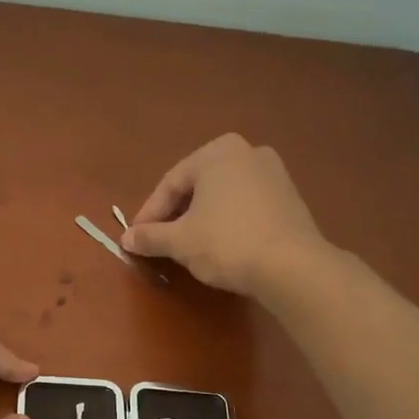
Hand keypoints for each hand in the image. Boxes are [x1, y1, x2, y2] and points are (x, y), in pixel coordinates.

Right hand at [122, 133, 332, 295]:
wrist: (292, 266)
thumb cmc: (227, 242)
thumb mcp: (179, 241)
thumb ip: (150, 236)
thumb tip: (126, 238)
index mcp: (217, 152)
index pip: (170, 184)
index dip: (149, 214)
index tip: (136, 239)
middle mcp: (247, 152)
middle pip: (197, 186)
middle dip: (175, 214)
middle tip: (159, 241)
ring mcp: (274, 173)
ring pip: (222, 196)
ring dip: (201, 218)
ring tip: (187, 246)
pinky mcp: (290, 198)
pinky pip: (245, 206)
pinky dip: (227, 222)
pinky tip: (220, 246)